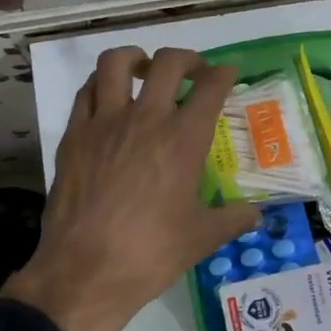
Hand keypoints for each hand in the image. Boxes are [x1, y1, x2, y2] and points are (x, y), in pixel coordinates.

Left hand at [2, 46, 259, 330]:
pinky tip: (109, 99)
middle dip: (187, 59)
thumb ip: (233, 219)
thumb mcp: (202, 238)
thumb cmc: (152, 254)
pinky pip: (86, 92)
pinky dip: (102, 85)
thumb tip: (257, 215)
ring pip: (116, 63)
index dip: (224, 73)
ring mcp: (104, 123)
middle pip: (167, 63)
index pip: (210, 87)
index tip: (228, 73)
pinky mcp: (73, 135)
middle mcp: (146, 119)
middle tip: (192, 71)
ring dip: (135, 58)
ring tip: (144, 70)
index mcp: (184, 139)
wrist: (85, 272)